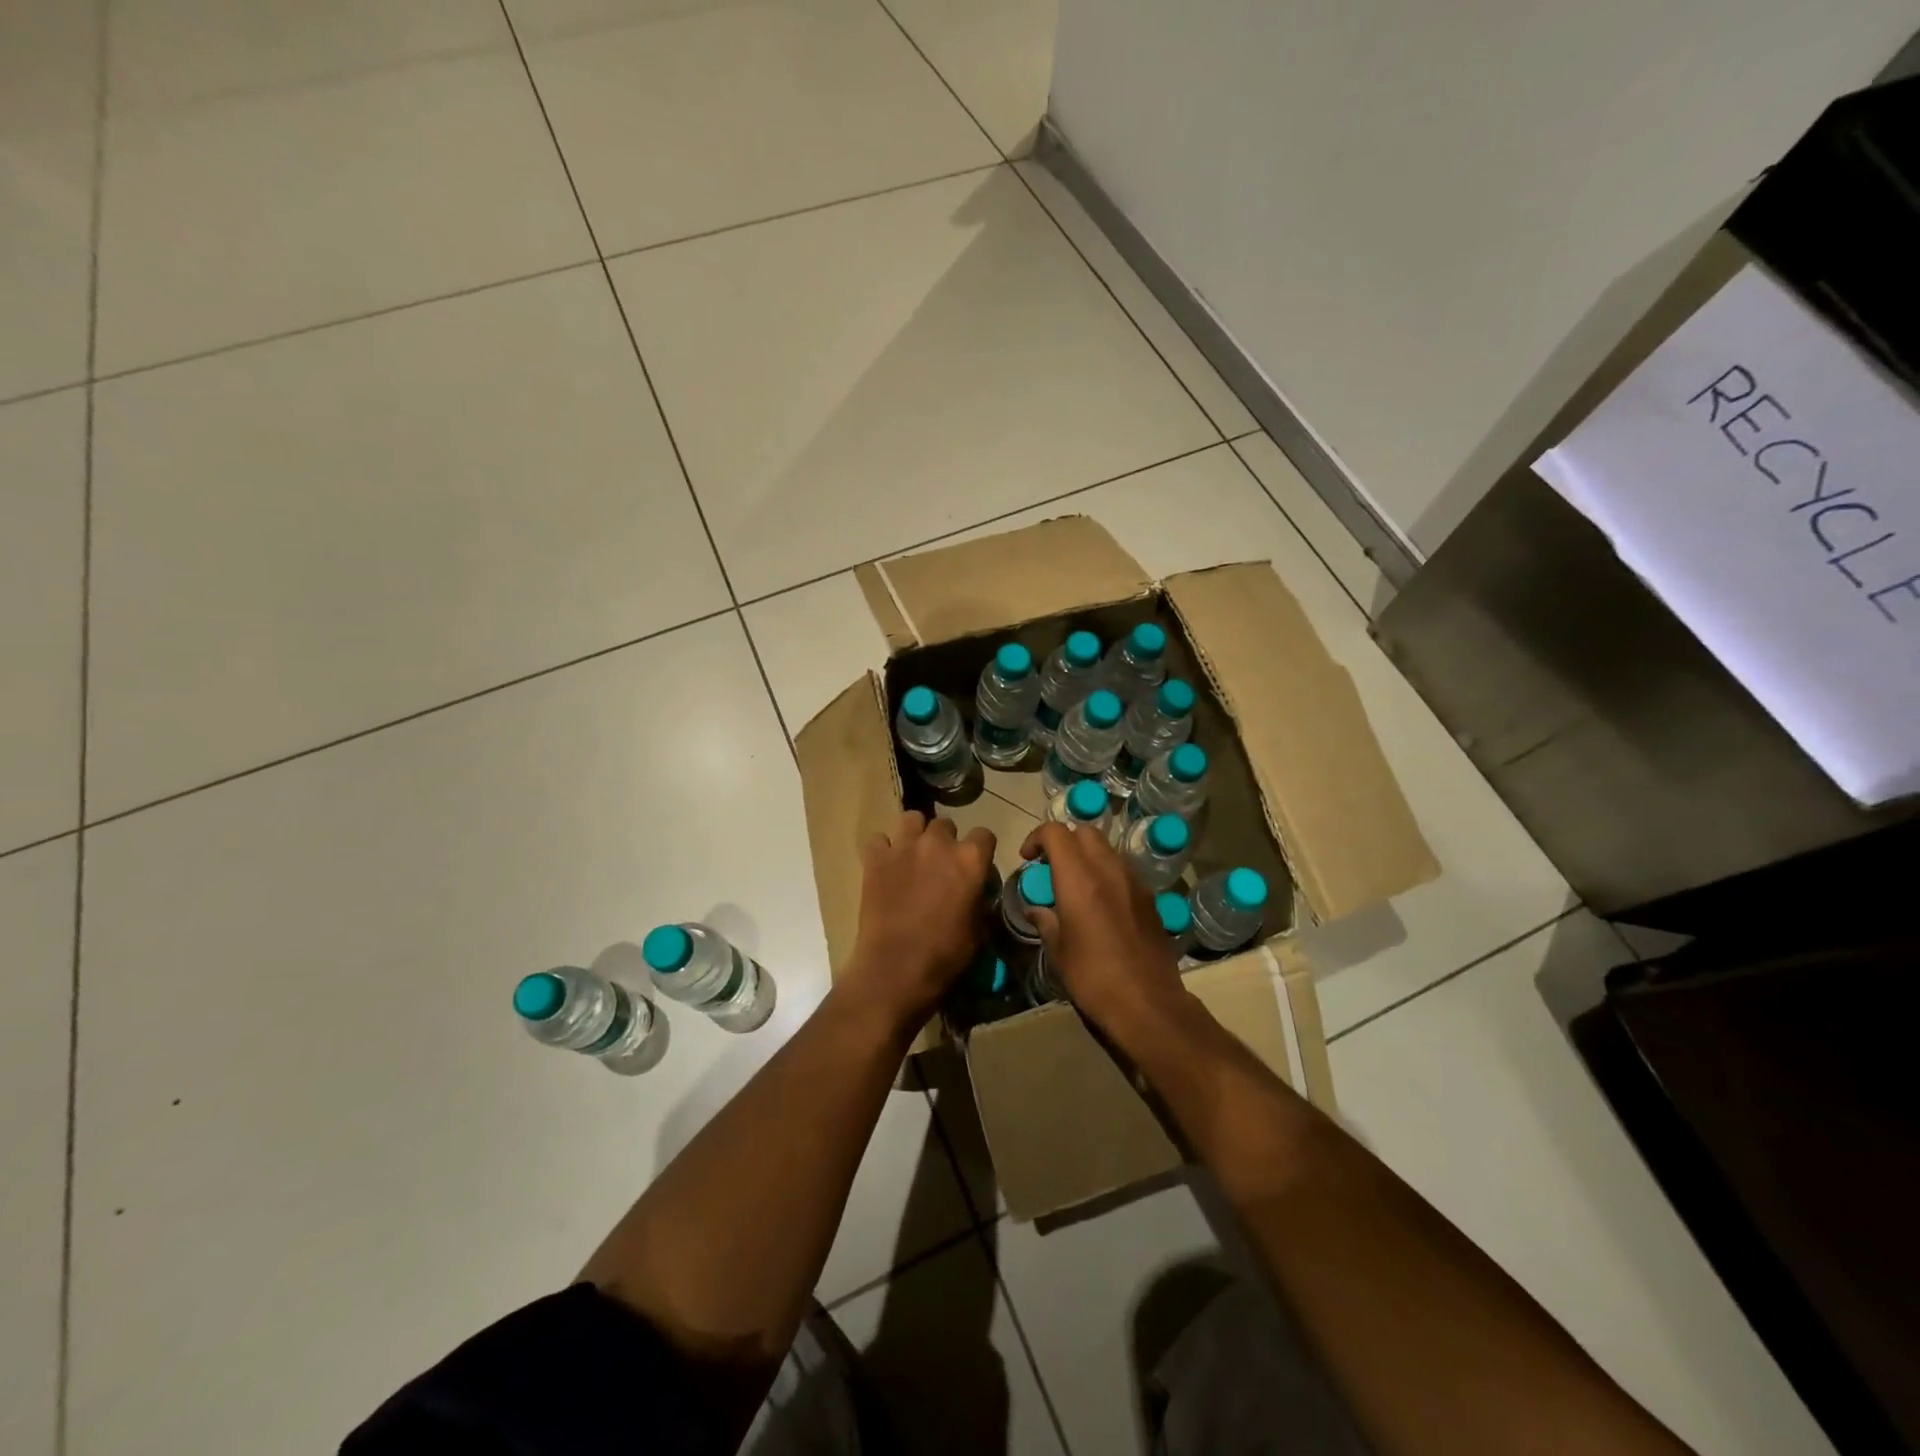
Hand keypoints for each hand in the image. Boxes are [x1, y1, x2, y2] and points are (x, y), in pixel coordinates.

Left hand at [844, 811, 995, 1029]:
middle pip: (946, 825)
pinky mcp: (875, 858)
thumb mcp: (979, 930)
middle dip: (945, 842)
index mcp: (970, 860)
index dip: (980, 851)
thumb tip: (977, 890)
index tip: (975, 866)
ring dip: (915, 834)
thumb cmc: (945, 956)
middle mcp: (938, 844)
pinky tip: (884, 866)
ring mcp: (904, 847)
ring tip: (912, 856)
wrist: (895, 969)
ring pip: (912, 819)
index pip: (984, 835)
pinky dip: (882, 850)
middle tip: (940, 866)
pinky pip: (878, 839)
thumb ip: (980, 899)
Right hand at [1019, 821, 1184, 1035]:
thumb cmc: (1092, 977)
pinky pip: (1124, 870)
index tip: (1028, 859)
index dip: (1037, 838)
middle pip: (1085, 832)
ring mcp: (1134, 881)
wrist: (1147, 1003)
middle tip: (1051, 867)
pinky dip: (1107, 873)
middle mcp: (1108, 869)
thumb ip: (1045, 921)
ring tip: (1076, 885)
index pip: (1055, 832)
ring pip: (1107, 848)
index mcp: (1078, 878)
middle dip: (1064, 841)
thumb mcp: (1058, 951)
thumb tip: (1036, 910)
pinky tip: (1102, 903)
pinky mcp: (1150, 898)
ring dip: (1087, 856)